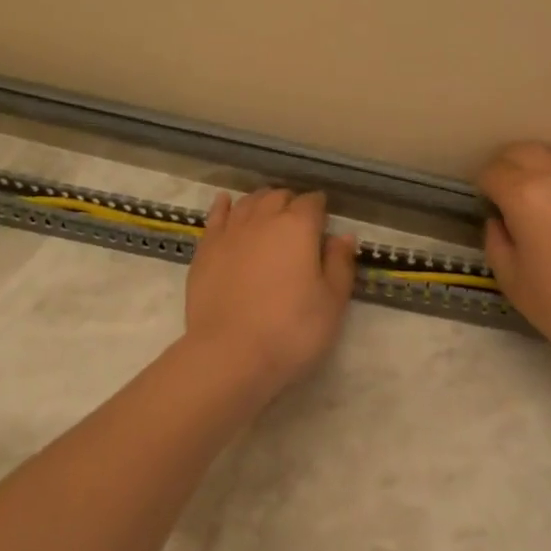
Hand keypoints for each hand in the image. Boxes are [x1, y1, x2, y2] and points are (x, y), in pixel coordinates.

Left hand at [183, 189, 357, 400]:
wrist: (229, 354)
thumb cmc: (290, 331)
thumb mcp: (332, 303)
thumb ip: (340, 264)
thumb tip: (344, 236)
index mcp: (298, 227)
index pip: (312, 202)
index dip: (320, 208)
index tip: (323, 221)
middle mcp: (263, 218)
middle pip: (279, 196)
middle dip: (291, 203)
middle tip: (298, 222)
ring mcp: (231, 231)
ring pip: (249, 202)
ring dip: (262, 201)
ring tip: (268, 211)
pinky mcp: (206, 248)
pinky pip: (216, 215)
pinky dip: (225, 205)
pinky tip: (226, 203)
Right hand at [478, 142, 550, 381]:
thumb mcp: (510, 278)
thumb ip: (495, 238)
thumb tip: (501, 218)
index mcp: (525, 195)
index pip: (493, 170)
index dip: (485, 187)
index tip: (490, 204)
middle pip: (523, 151)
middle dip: (510, 167)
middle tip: (513, 197)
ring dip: (546, 172)